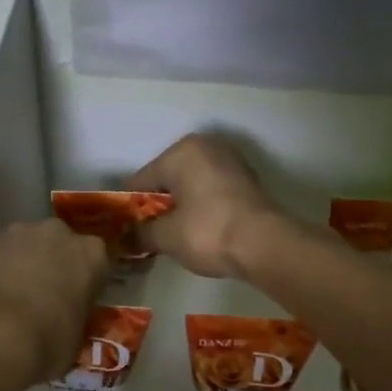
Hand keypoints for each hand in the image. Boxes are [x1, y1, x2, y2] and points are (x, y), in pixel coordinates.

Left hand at [0, 219, 109, 390]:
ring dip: (24, 264)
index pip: (99, 262)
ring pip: (27, 246)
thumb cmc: (43, 343)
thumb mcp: (75, 343)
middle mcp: (58, 233)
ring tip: (12, 297)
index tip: (80, 301)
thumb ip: (76, 322)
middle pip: (61, 246)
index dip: (89, 282)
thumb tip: (67, 324)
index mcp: (92, 256)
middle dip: (56, 266)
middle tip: (46, 298)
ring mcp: (17, 232)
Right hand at [130, 134, 291, 278]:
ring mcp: (231, 161)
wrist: (266, 244)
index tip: (125, 229)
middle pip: (169, 179)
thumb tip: (126, 237)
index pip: (142, 180)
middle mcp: (206, 146)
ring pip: (192, 185)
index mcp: (181, 151)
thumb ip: (141, 233)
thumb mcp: (166, 237)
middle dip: (159, 205)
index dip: (131, 207)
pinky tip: (200, 229)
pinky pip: (212, 191)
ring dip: (182, 206)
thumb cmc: (208, 232)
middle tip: (151, 235)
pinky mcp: (248, 180)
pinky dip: (203, 206)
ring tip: (175, 235)